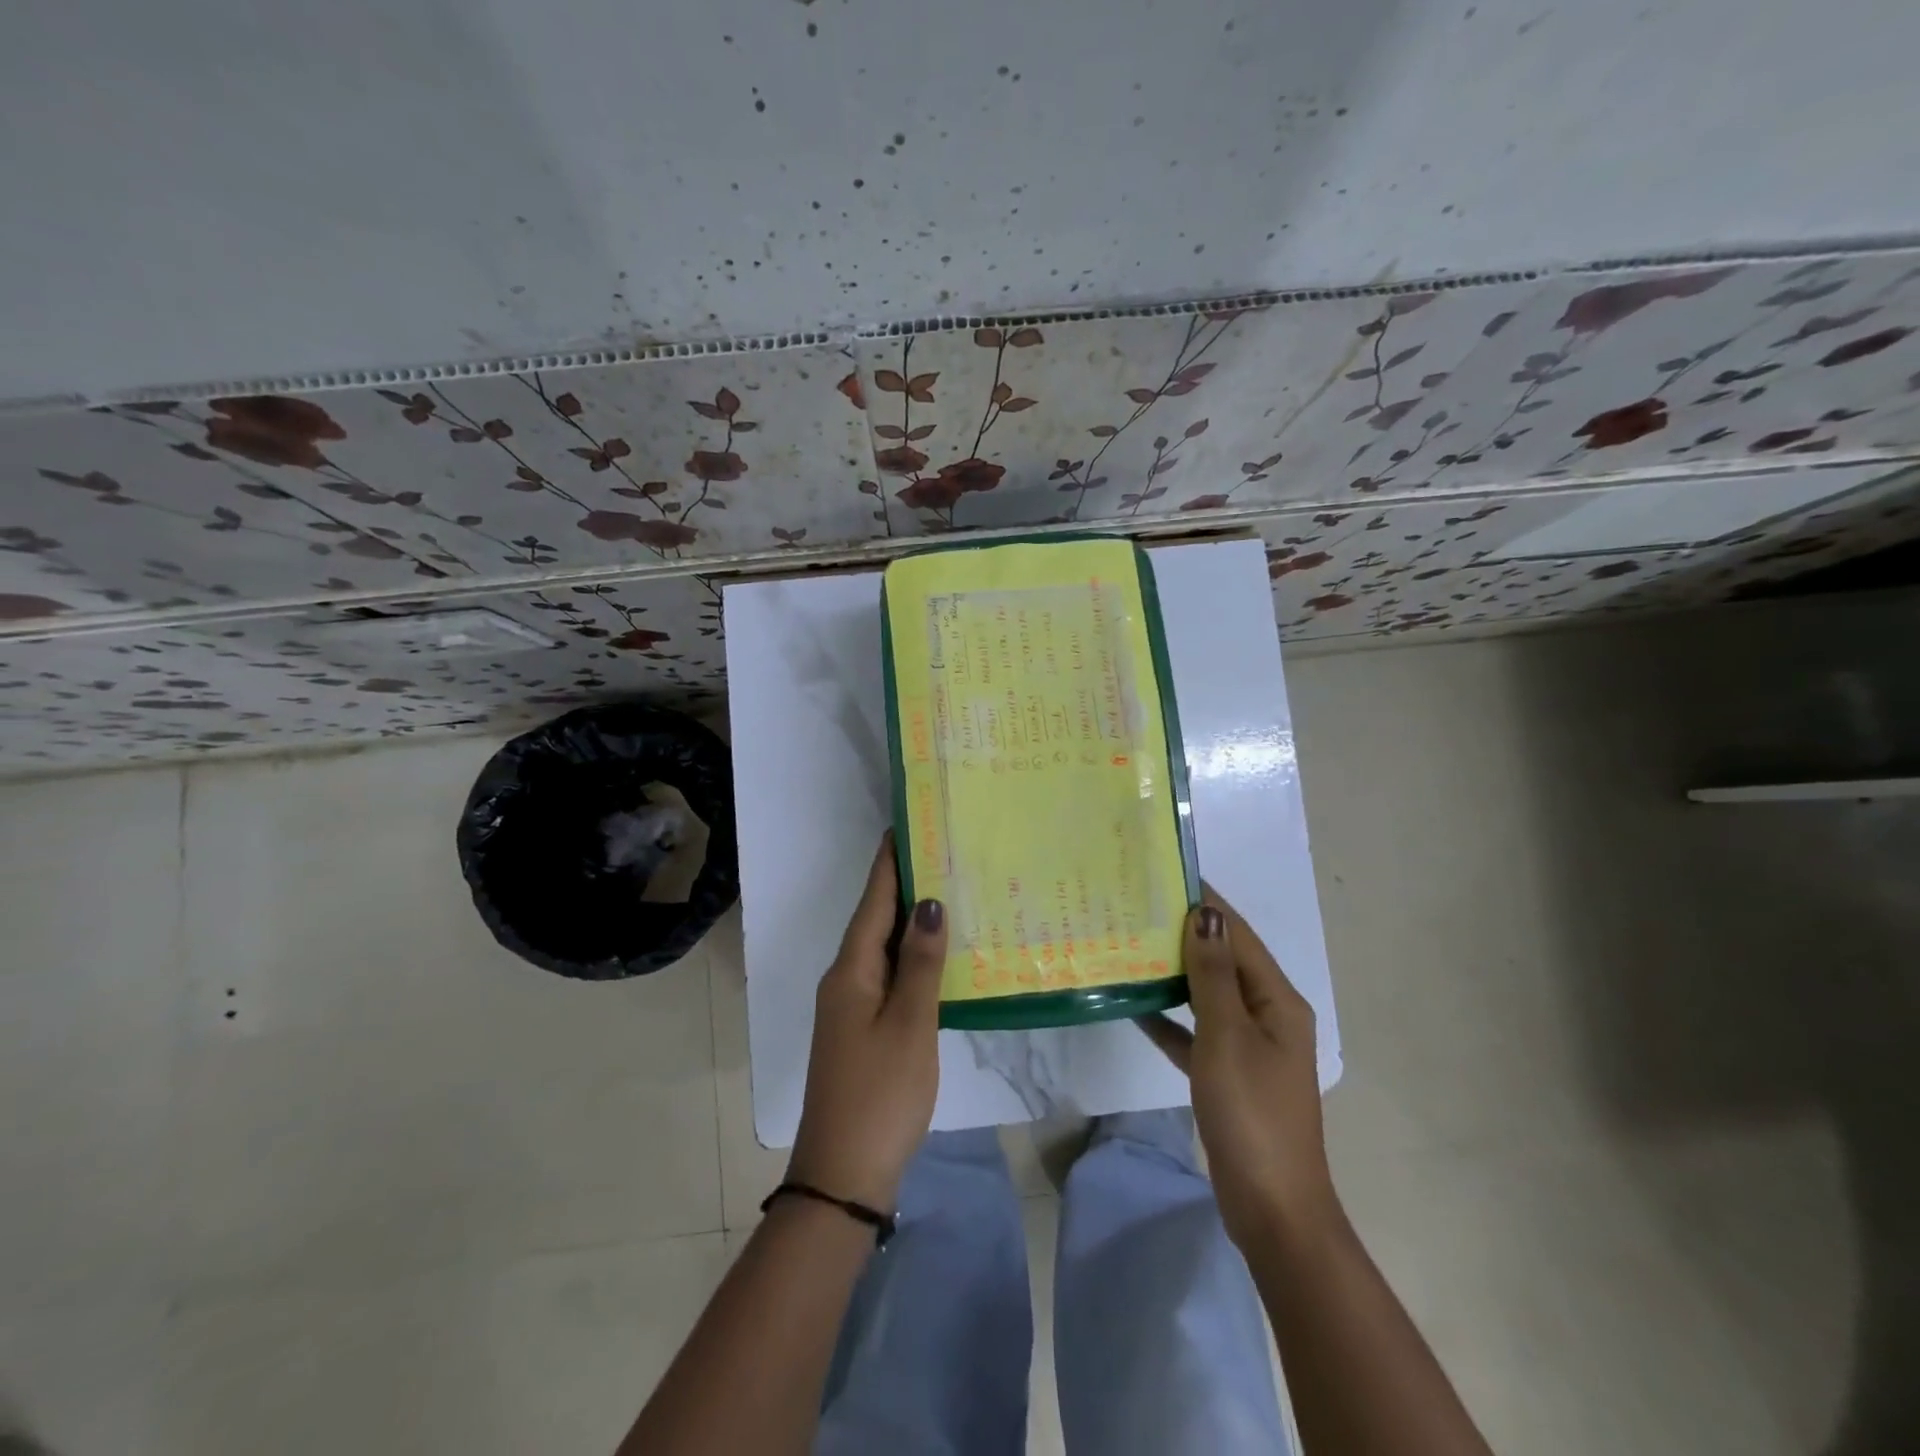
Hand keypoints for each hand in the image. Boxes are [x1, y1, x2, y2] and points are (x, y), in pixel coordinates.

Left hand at [786, 833, 947, 1211]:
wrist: (843, 1174)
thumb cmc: (881, 1093)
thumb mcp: (909, 1025)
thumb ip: (921, 964)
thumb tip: (929, 903)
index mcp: (851, 970)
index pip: (873, 900)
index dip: (890, 862)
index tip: (907, 824)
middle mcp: (844, 979)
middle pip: (875, 919)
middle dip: (904, 885)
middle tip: (943, 852)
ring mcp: (850, 1006)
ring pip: (882, 948)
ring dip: (910, 921)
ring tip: (949, 892)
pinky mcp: (861, 1029)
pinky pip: (887, 975)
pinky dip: (911, 957)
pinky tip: (938, 957)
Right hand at [1138, 890, 1337, 1245]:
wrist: (1271, 1207)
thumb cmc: (1251, 1112)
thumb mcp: (1228, 1036)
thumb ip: (1214, 974)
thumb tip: (1205, 914)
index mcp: (1277, 1001)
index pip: (1238, 936)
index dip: (1207, 903)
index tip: (1167, 874)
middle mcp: (1267, 1016)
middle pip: (1223, 962)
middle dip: (1185, 934)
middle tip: (1136, 907)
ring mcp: (1248, 1047)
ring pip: (1207, 995)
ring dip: (1175, 973)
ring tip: (1130, 944)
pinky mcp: (1228, 1074)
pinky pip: (1195, 1032)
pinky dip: (1169, 1019)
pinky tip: (1134, 1006)